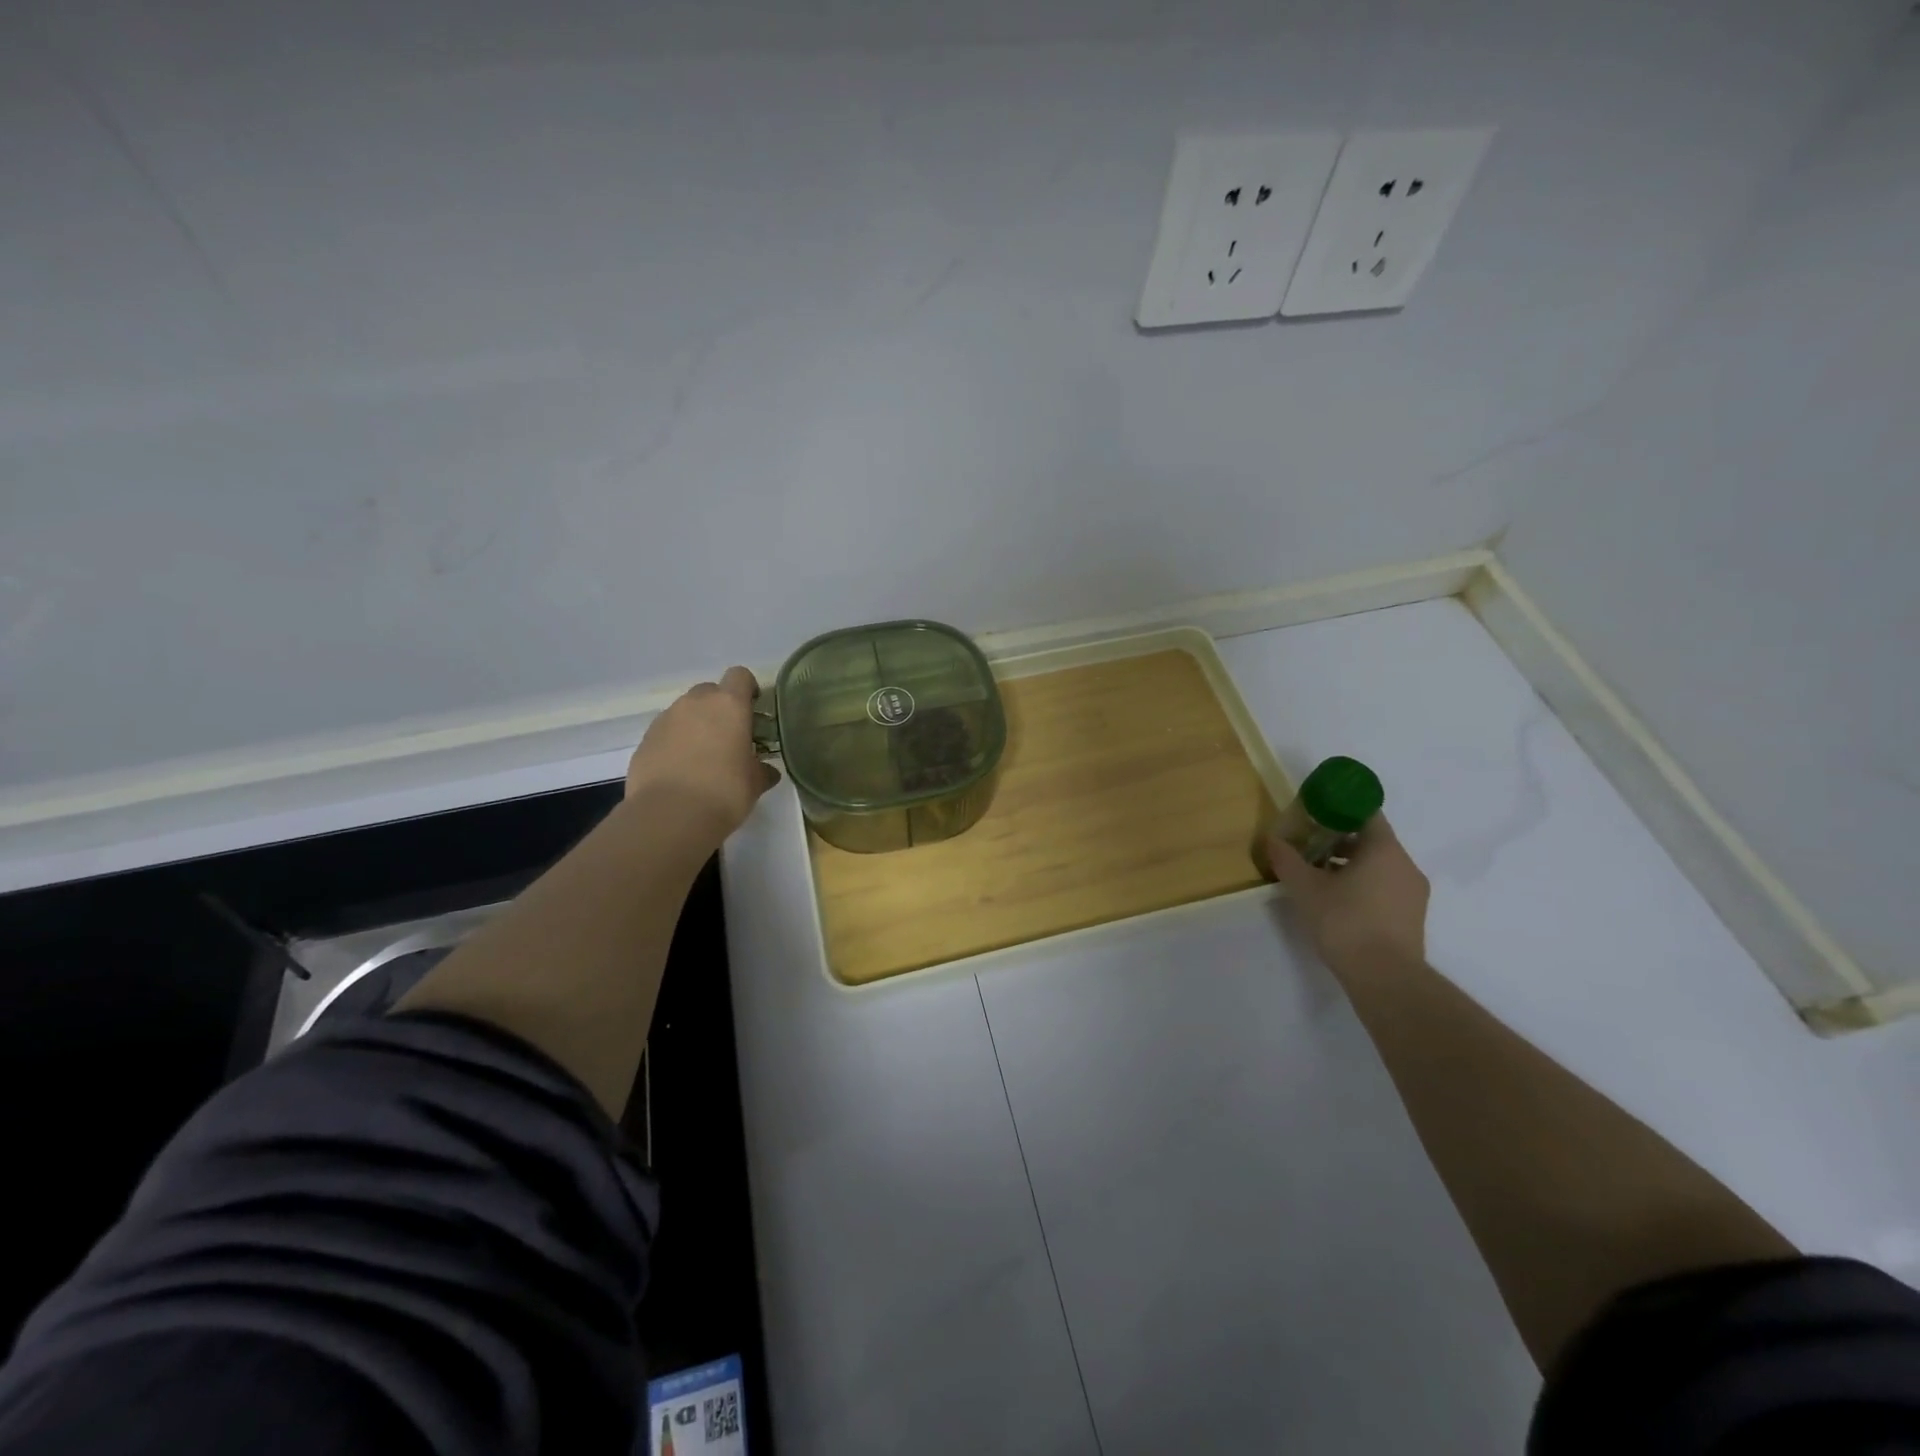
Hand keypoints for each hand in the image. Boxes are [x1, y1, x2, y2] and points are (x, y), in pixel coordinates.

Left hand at [626, 667, 780, 837]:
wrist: (670, 815)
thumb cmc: (724, 792)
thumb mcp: (755, 783)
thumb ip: (762, 770)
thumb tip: (767, 771)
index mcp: (729, 705)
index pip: (740, 676)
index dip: (747, 688)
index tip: (752, 709)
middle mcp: (695, 703)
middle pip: (710, 691)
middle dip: (719, 708)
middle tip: (728, 736)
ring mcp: (666, 719)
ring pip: (685, 711)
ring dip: (695, 725)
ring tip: (702, 757)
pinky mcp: (645, 740)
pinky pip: (666, 732)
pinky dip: (675, 743)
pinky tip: (680, 770)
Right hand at [1267, 815, 1429, 974]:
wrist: (1384, 977)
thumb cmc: (1344, 921)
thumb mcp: (1304, 887)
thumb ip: (1287, 859)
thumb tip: (1272, 839)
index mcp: (1384, 849)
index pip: (1366, 813)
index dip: (1339, 810)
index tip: (1315, 815)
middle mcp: (1405, 865)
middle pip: (1372, 840)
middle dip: (1339, 841)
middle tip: (1309, 847)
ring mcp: (1414, 893)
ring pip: (1379, 866)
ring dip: (1350, 866)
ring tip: (1319, 878)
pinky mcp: (1412, 917)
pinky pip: (1386, 888)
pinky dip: (1363, 886)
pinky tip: (1338, 903)